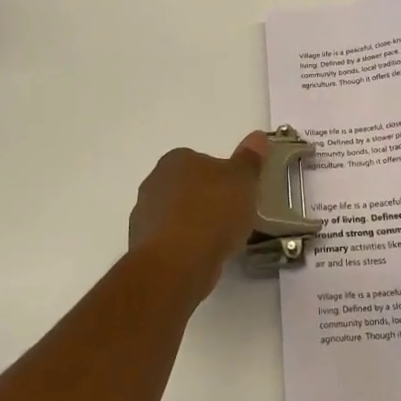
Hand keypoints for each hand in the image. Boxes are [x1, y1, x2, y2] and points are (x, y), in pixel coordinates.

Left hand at [128, 133, 269, 299]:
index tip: (237, 194)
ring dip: (194, 223)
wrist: (176, 264)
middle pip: (188, 187)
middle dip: (206, 199)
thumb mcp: (242, 181)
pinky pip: (170, 240)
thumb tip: (258, 137)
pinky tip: (201, 257)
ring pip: (177, 214)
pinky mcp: (142, 246)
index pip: (201, 160)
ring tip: (219, 241)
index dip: (222, 177)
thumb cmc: (212, 213)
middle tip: (231, 216)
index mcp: (176, 159)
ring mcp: (144, 214)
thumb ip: (250, 159)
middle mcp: (154, 181)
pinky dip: (184, 246)